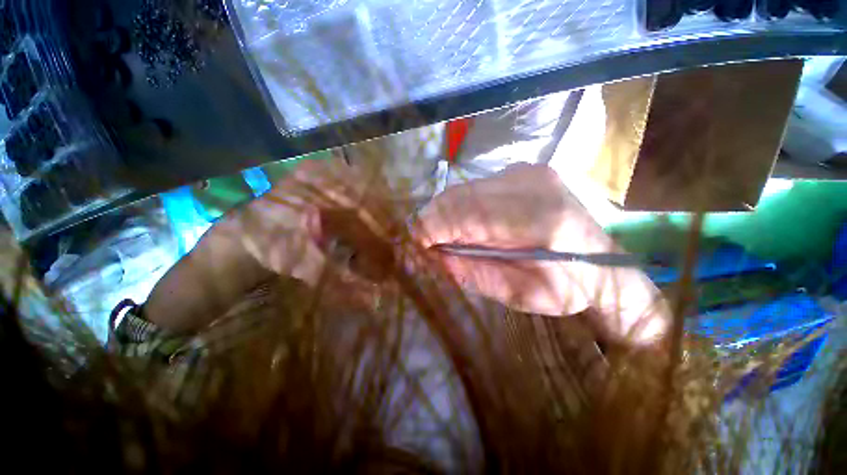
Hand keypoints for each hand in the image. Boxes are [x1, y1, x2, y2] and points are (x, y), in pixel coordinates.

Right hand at [414, 163, 668, 344]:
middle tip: (421, 242)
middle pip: (462, 195)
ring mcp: (528, 172)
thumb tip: (431, 257)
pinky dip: (458, 206)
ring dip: (444, 213)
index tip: (415, 244)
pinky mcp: (522, 171)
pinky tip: (459, 224)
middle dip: (433, 218)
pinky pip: (475, 187)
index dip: (435, 226)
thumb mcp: (517, 294)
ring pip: (464, 188)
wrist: (603, 262)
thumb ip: (472, 273)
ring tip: (437, 235)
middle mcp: (534, 184)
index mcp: (543, 220)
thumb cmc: (566, 288)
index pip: (470, 213)